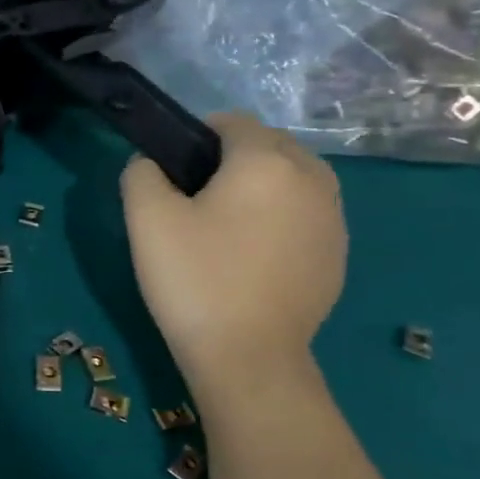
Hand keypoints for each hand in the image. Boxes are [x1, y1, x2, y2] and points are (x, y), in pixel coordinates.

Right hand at [121, 112, 345, 376]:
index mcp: (266, 161)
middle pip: (270, 145)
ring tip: (227, 225)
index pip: (233, 121)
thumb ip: (141, 174)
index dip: (198, 136)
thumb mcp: (147, 220)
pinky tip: (253, 255)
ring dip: (262, 185)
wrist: (248, 356)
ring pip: (294, 178)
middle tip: (196, 199)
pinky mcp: (338, 254)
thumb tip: (150, 164)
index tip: (174, 170)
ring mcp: (333, 218)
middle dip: (234, 158)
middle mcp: (312, 178)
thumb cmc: (195, 279)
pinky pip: (307, 213)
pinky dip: (282, 217)